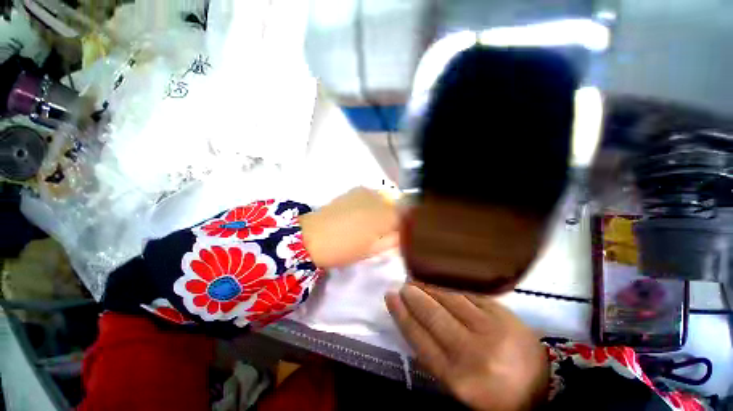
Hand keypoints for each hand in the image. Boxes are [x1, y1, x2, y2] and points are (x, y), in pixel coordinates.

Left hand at [300, 187, 398, 267]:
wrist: (312, 235)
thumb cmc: (344, 248)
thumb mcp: (372, 250)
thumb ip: (393, 241)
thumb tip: (403, 234)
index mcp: (385, 217)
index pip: (407, 217)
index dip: (407, 226)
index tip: (401, 234)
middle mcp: (380, 199)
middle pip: (398, 206)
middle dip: (396, 218)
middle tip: (387, 231)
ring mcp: (367, 192)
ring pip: (386, 200)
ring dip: (385, 210)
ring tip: (374, 223)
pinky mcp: (356, 190)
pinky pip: (373, 196)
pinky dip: (374, 204)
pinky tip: (364, 213)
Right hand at [386, 284, 548, 410]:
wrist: (540, 385)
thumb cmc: (492, 391)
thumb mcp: (457, 385)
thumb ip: (433, 356)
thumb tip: (411, 321)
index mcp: (458, 378)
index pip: (419, 339)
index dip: (402, 315)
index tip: (390, 297)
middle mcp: (473, 352)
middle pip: (433, 316)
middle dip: (414, 297)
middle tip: (403, 286)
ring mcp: (491, 329)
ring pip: (450, 299)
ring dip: (429, 287)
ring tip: (416, 281)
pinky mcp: (502, 313)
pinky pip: (468, 294)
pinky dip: (449, 286)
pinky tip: (439, 282)